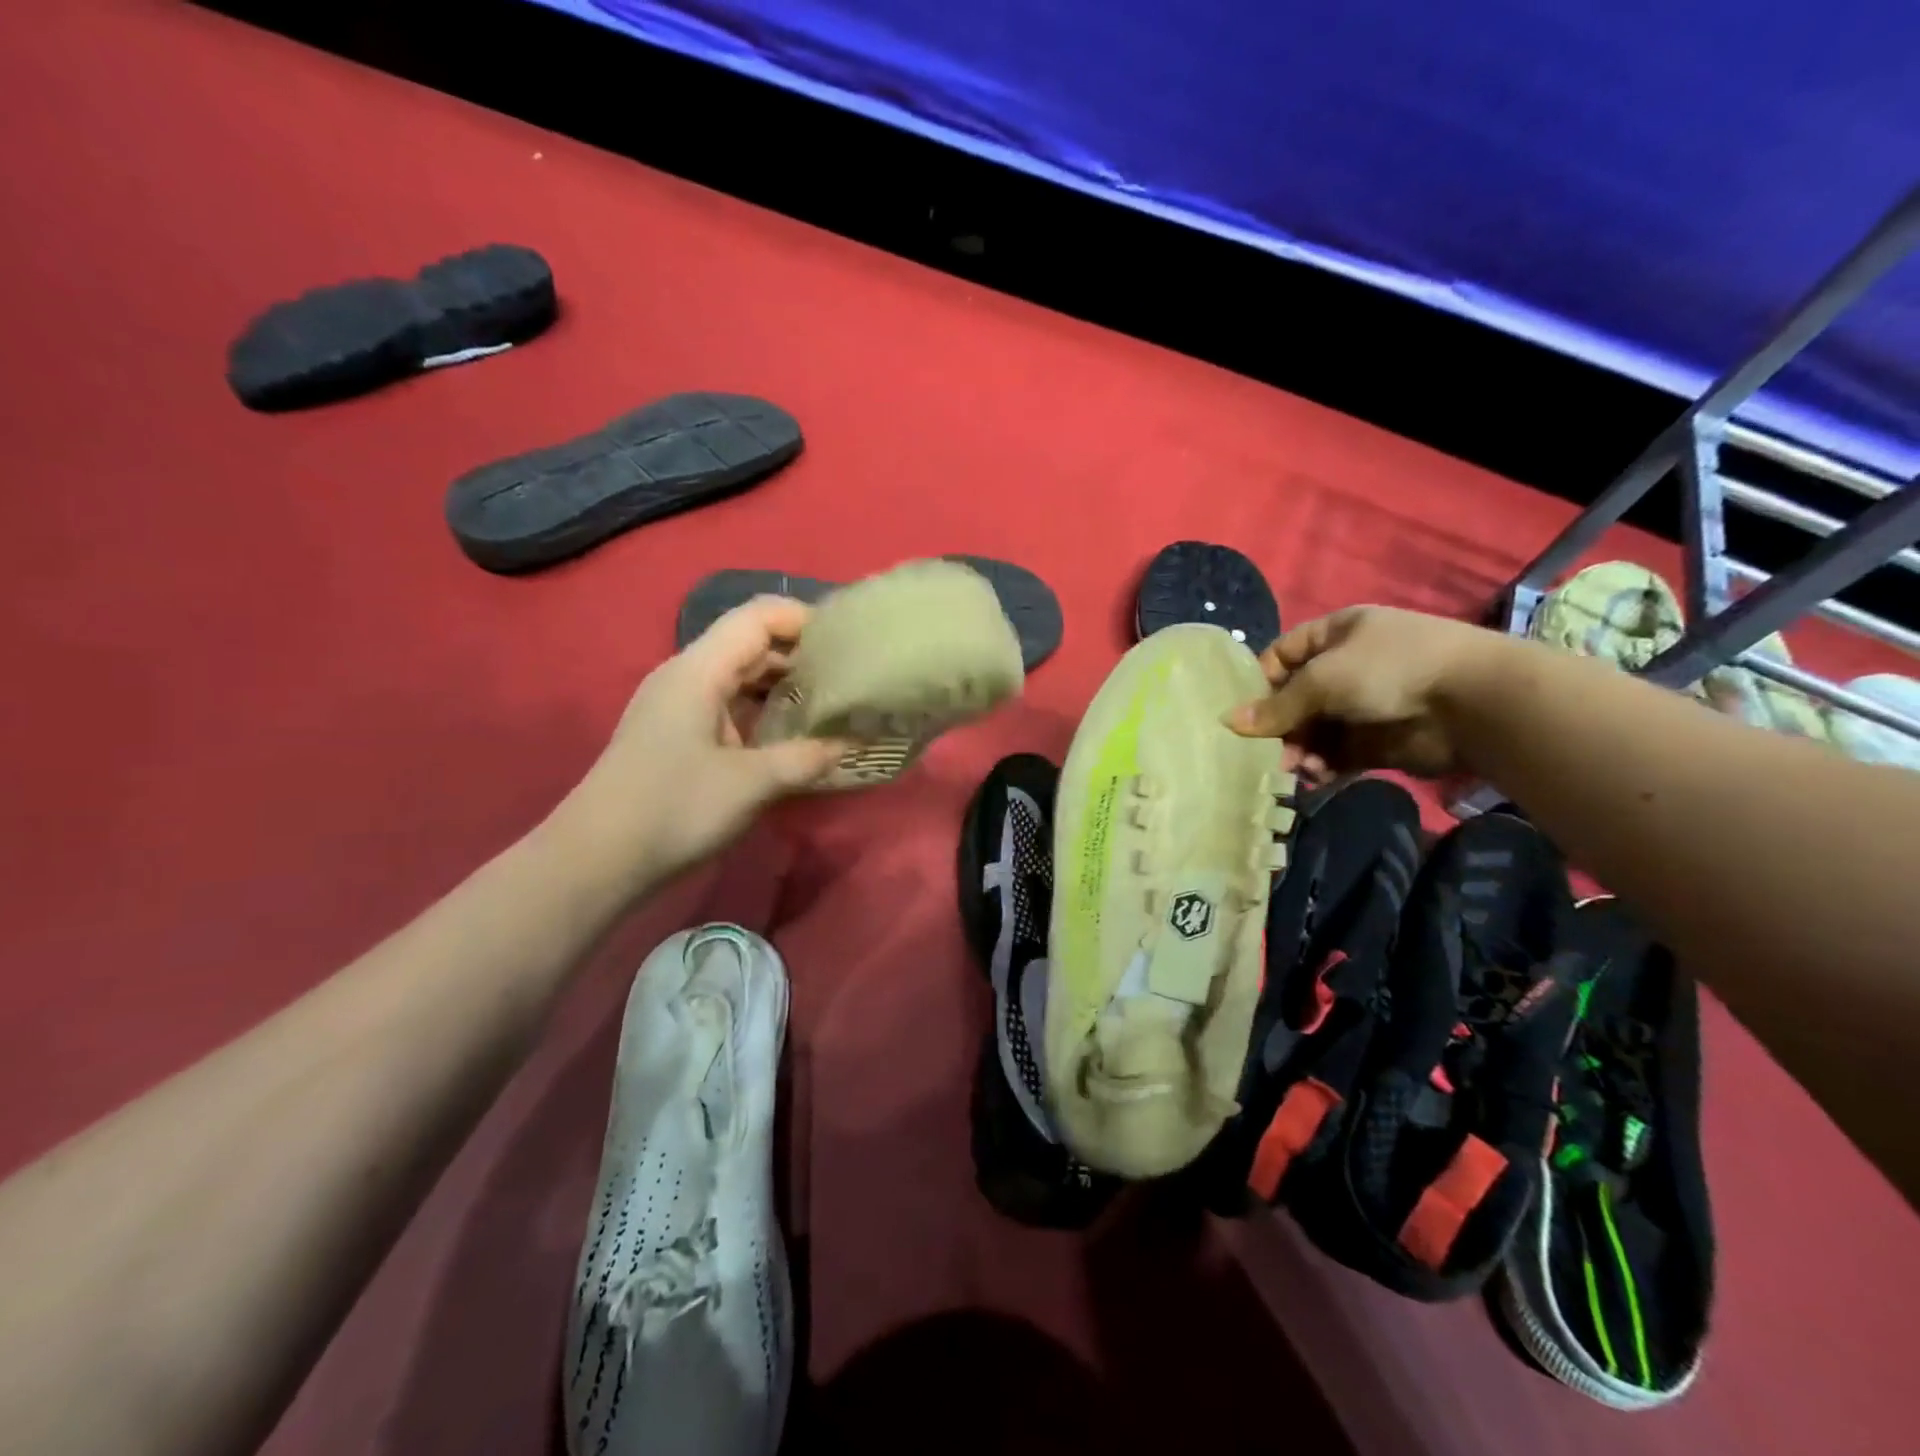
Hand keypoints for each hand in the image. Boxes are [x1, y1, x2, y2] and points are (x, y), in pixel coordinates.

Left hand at [557, 596, 846, 888]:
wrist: (598, 859)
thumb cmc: (674, 808)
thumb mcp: (751, 783)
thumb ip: (808, 757)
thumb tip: (857, 742)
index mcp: (698, 670)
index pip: (758, 617)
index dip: (804, 620)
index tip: (848, 644)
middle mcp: (687, 676)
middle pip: (751, 643)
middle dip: (801, 655)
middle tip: (850, 679)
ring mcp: (680, 705)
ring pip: (741, 676)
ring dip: (785, 686)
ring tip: (831, 706)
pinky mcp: (679, 733)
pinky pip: (730, 705)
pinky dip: (765, 711)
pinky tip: (793, 735)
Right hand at [1226, 605, 1503, 777]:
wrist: (1473, 702)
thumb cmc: (1389, 670)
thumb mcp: (1323, 679)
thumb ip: (1277, 706)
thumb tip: (1229, 722)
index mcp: (1336, 635)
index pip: (1282, 656)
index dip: (1260, 683)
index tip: (1244, 713)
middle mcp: (1347, 667)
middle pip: (1295, 699)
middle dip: (1280, 727)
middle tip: (1268, 752)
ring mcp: (1364, 705)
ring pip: (1314, 731)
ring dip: (1300, 751)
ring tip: (1297, 769)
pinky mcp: (1378, 741)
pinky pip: (1338, 755)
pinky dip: (1324, 767)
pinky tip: (1317, 778)